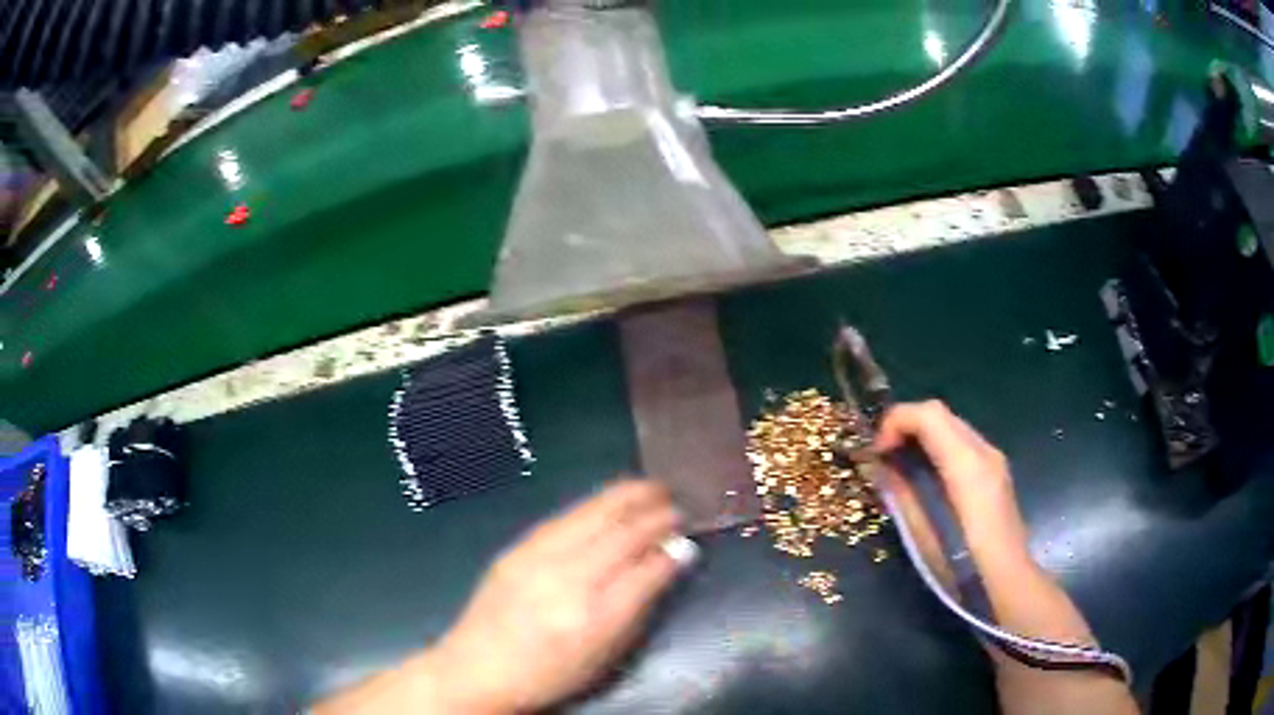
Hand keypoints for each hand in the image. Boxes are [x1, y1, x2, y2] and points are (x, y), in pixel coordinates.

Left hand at [425, 479, 693, 713]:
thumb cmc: (549, 675)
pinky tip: (607, 503)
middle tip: (676, 503)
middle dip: (654, 514)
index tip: (687, 540)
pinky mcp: (515, 549)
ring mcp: (537, 559)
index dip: (671, 551)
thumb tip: (668, 563)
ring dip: (626, 498)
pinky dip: (594, 507)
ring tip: (650, 488)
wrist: (476, 669)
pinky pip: (564, 518)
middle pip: (621, 534)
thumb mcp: (604, 657)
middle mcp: (567, 580)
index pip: (646, 570)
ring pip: (592, 515)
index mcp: (594, 618)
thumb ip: (639, 608)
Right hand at [875, 400, 1031, 575]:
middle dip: (907, 425)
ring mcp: (994, 459)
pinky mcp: (997, 472)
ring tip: (902, 467)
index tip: (877, 452)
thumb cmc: (962, 567)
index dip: (896, 421)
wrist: (1007, 583)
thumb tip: (882, 467)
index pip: (928, 414)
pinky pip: (962, 443)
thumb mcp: (922, 534)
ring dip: (923, 436)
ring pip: (952, 426)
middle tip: (884, 456)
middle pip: (940, 413)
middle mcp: (983, 451)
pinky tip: (928, 479)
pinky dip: (939, 448)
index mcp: (966, 464)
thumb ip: (902, 492)